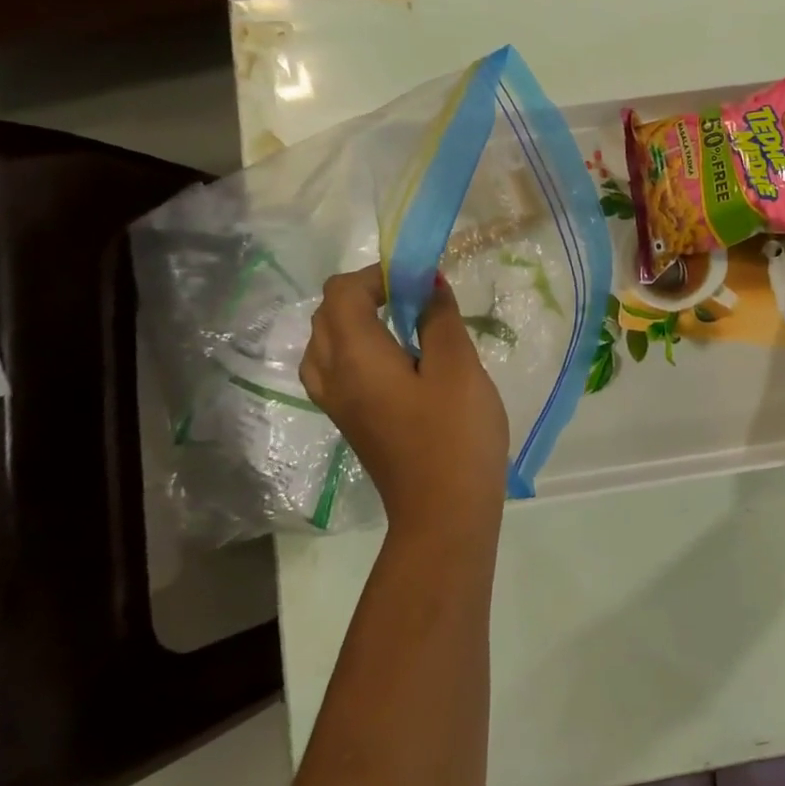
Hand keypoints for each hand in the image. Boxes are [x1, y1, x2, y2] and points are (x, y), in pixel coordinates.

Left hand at [300, 265, 509, 535]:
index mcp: (354, 357)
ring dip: (357, 321)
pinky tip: (399, 359)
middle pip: (327, 315)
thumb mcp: (458, 368)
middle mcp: (333, 376)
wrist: (444, 511)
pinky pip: (337, 368)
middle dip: (365, 293)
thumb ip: (440, 320)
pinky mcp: (351, 421)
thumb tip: (428, 285)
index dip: (378, 274)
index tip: (422, 279)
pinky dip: (358, 348)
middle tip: (415, 297)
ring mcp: (338, 403)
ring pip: (326, 343)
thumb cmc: (455, 434)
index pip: (343, 293)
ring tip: (403, 324)